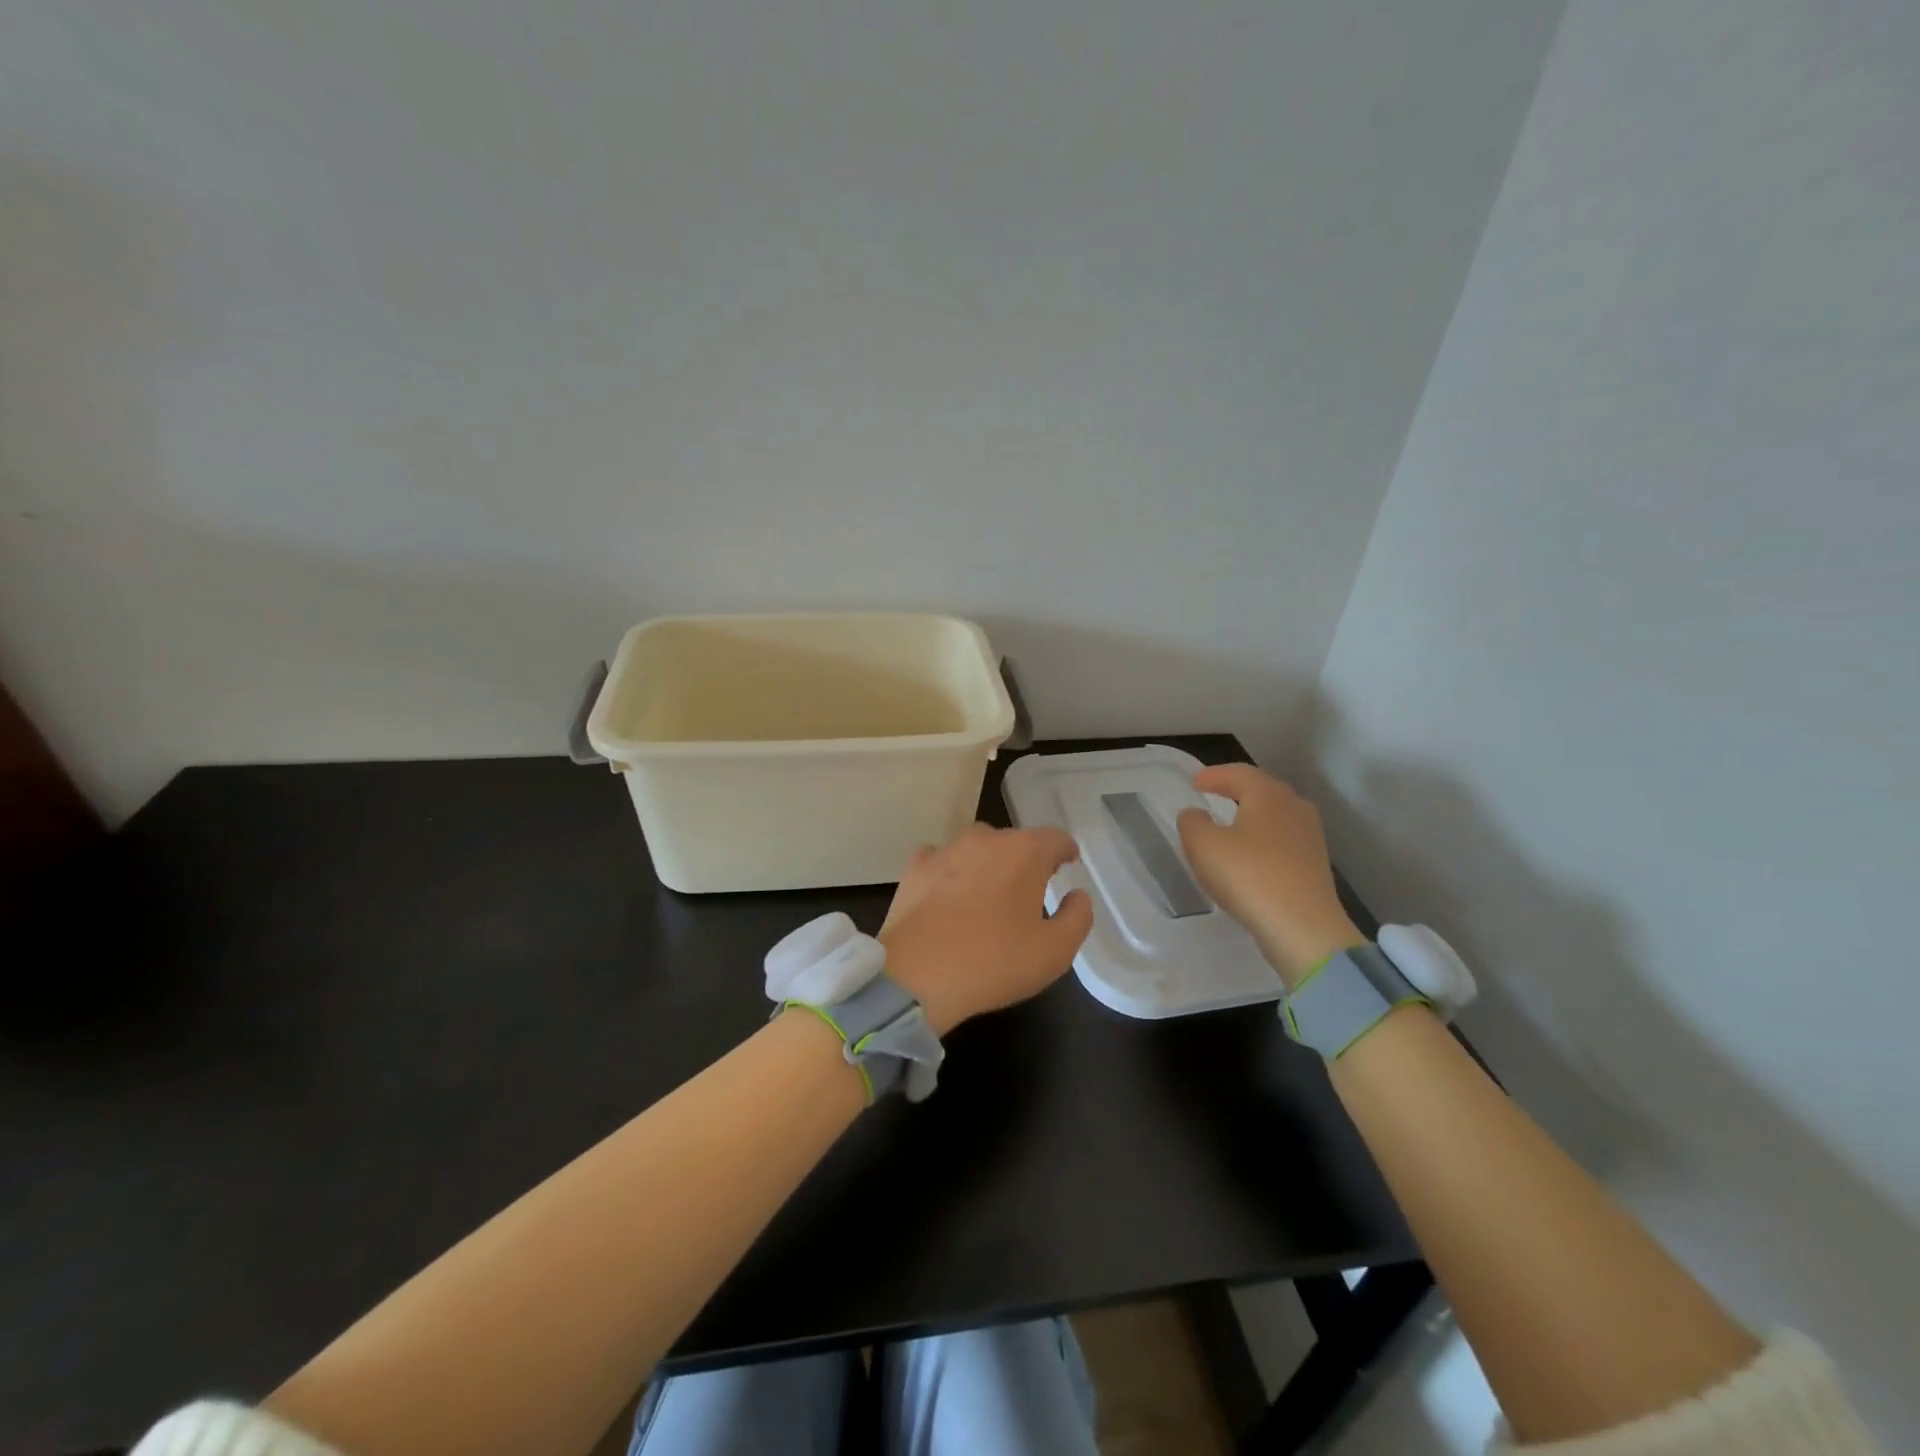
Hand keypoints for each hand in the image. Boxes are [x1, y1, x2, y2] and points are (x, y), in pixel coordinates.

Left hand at [878, 824, 1093, 1035]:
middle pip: (1015, 841)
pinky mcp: (915, 867)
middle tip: (1028, 892)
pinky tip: (948, 896)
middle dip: (1026, 861)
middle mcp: (986, 838)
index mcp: (1025, 852)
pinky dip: (950, 872)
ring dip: (987, 864)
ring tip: (987, 896)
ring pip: (977, 847)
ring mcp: (946, 849)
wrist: (917, 976)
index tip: (1067, 866)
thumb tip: (1077, 895)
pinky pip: (941, 860)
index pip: (1055, 838)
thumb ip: (1078, 917)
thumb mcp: (1055, 952)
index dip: (1065, 851)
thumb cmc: (994, 962)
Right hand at [1176, 764, 1364, 988]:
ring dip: (1252, 815)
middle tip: (1214, 795)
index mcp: (1268, 795)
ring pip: (1276, 815)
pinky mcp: (1315, 864)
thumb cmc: (1249, 877)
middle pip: (1262, 789)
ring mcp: (1310, 837)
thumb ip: (1192, 822)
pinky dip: (1263, 839)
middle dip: (1236, 790)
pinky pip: (1283, 840)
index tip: (1195, 783)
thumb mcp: (1203, 846)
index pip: (1239, 773)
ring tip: (1231, 823)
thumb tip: (1196, 814)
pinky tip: (1251, 855)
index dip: (1214, 775)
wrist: (1303, 929)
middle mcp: (1295, 807)